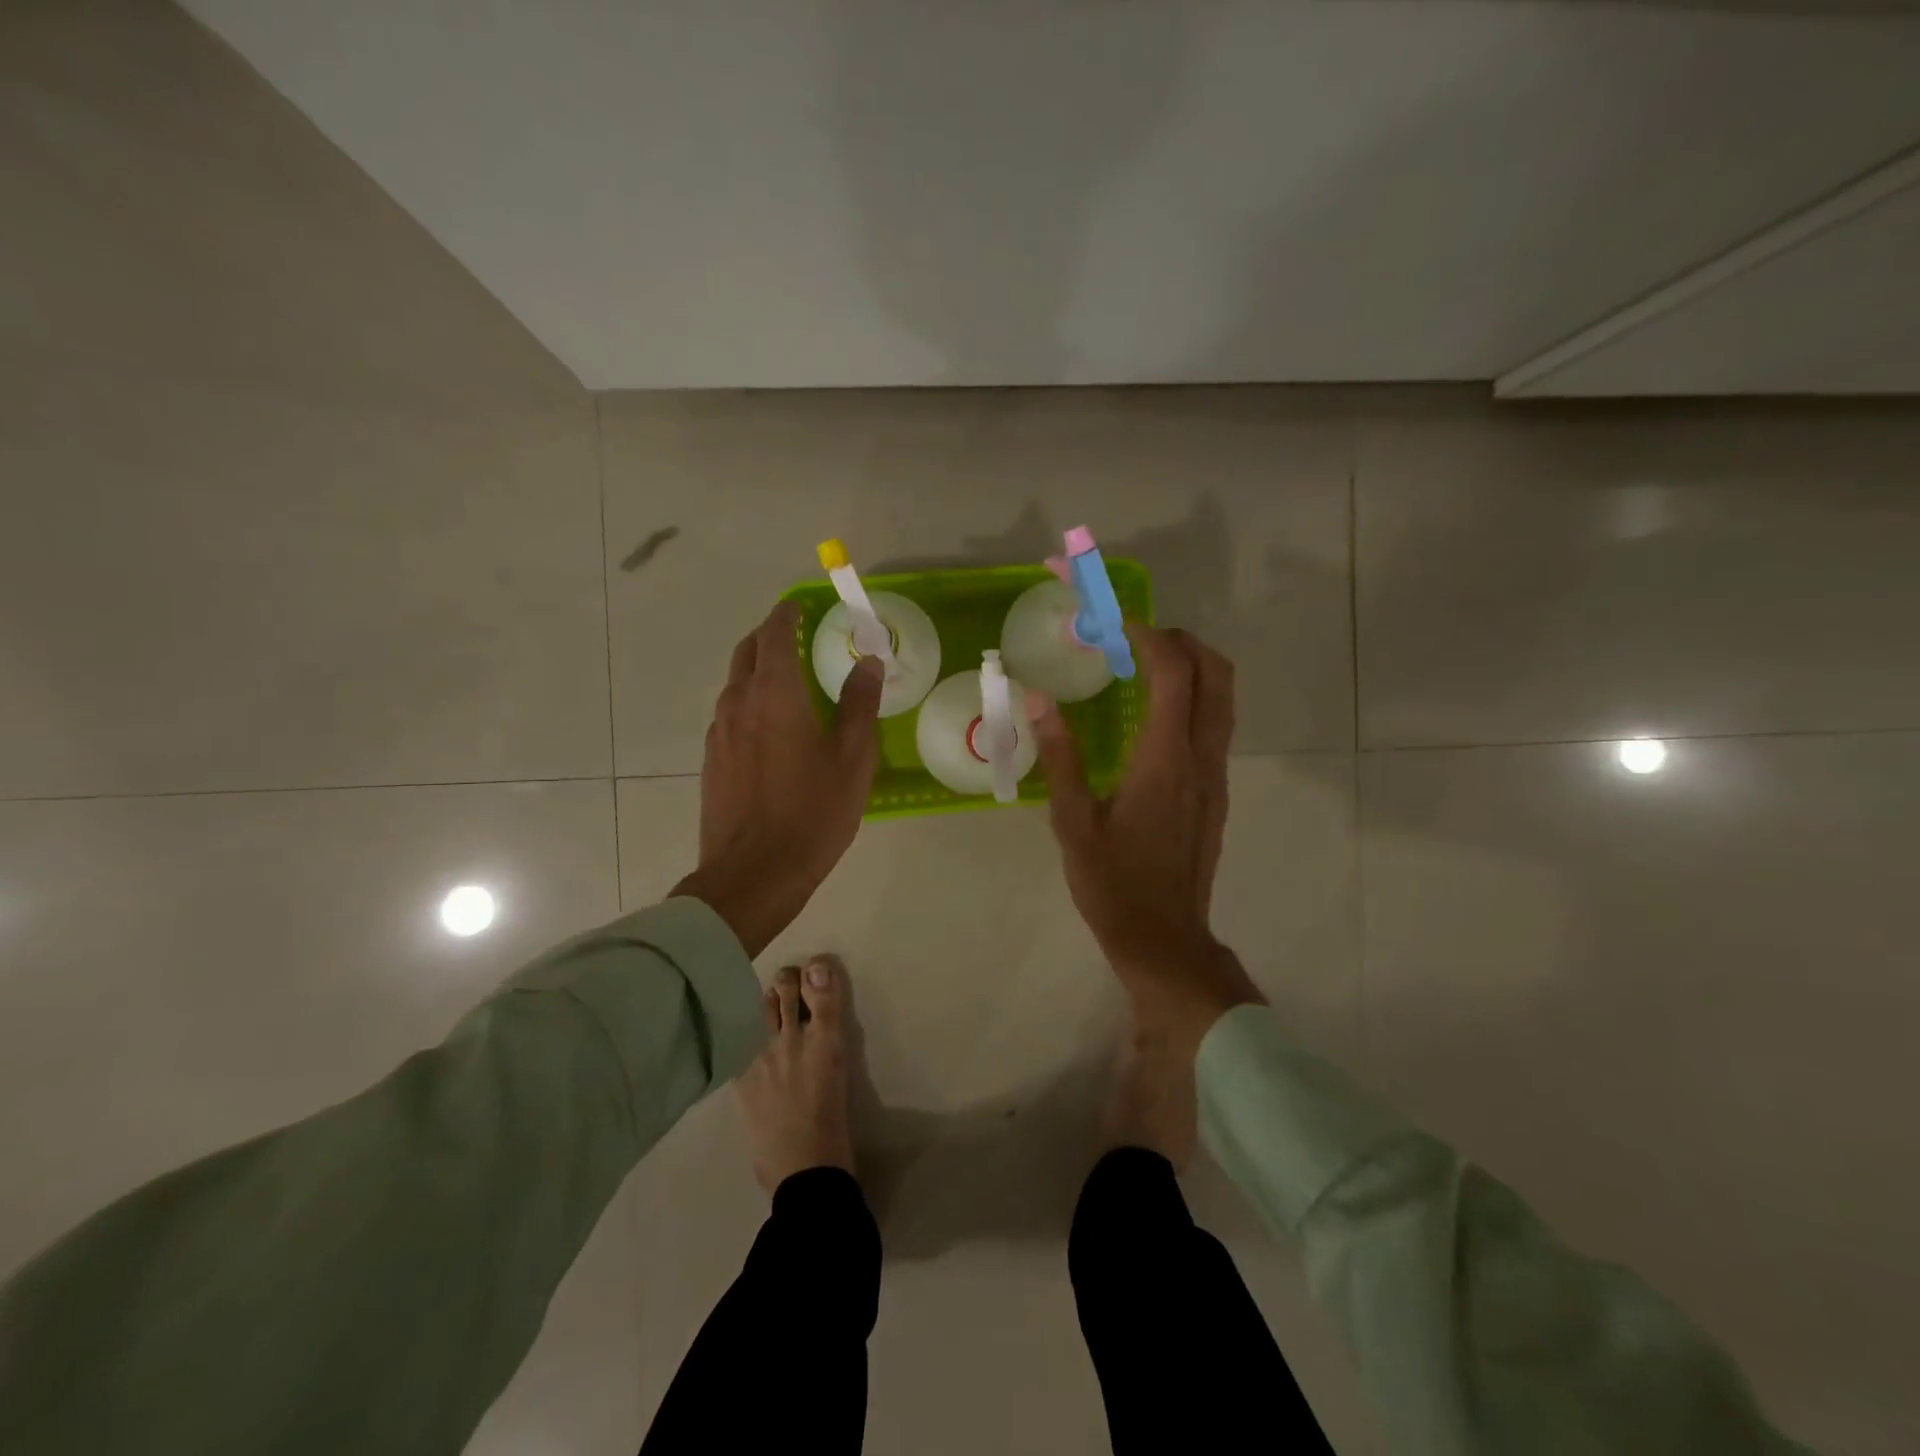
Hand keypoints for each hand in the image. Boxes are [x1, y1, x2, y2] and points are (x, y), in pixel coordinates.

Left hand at [675, 601, 882, 955]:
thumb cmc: (812, 813)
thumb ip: (860, 705)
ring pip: (735, 683)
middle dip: (769, 636)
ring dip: (757, 669)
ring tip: (786, 678)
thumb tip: (869, 663)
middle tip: (795, 635)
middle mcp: (738, 703)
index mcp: (774, 694)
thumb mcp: (853, 758)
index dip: (787, 615)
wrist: (753, 874)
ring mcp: (719, 733)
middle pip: (747, 652)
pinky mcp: (712, 760)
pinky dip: (749, 700)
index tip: (800, 606)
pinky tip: (770, 725)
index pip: (775, 635)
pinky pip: (730, 713)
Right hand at [1028, 624, 1262, 1049]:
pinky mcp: (1216, 793)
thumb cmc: (1112, 883)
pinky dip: (1195, 699)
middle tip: (1139, 638)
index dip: (1151, 638)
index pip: (1174, 674)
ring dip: (1194, 668)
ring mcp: (1215, 776)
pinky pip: (1216, 726)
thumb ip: (1060, 755)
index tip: (1119, 625)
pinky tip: (1154, 717)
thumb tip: (1037, 698)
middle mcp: (1201, 758)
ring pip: (1224, 700)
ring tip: (1146, 667)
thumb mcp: (1073, 821)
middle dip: (1184, 642)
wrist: (1164, 938)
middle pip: (1217, 675)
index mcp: (1165, 759)